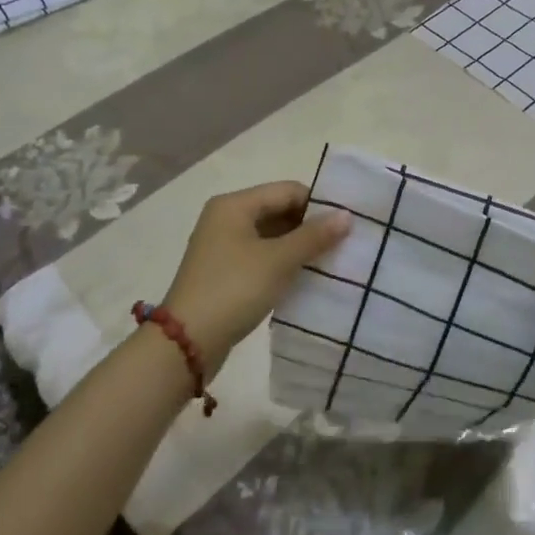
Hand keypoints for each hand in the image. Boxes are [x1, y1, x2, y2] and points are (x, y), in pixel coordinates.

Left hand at [161, 181, 349, 369]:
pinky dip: (283, 262)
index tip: (347, 223)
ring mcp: (223, 246)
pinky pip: (261, 256)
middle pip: (278, 210)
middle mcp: (226, 218)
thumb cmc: (234, 289)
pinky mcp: (224, 271)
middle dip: (310, 226)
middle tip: (344, 243)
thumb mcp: (278, 261)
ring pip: (271, 235)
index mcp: (235, 205)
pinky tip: (305, 276)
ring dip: (298, 246)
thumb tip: (347, 215)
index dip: (318, 204)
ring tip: (331, 260)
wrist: (186, 343)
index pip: (287, 191)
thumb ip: (314, 236)